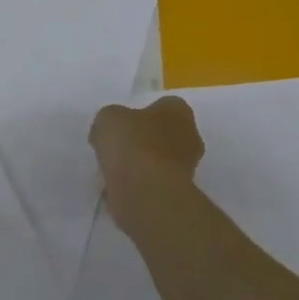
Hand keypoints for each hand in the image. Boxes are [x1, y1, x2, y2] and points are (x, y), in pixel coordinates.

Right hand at [89, 96, 204, 187]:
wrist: (146, 191)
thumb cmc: (132, 143)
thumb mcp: (108, 118)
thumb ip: (111, 120)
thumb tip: (111, 131)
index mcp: (178, 111)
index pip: (163, 106)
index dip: (141, 114)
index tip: (122, 124)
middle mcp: (190, 137)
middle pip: (164, 135)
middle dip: (144, 141)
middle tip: (119, 148)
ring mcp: (187, 168)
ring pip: (159, 161)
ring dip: (141, 165)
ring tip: (115, 171)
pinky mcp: (178, 194)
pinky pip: (154, 184)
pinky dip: (139, 186)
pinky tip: (120, 189)